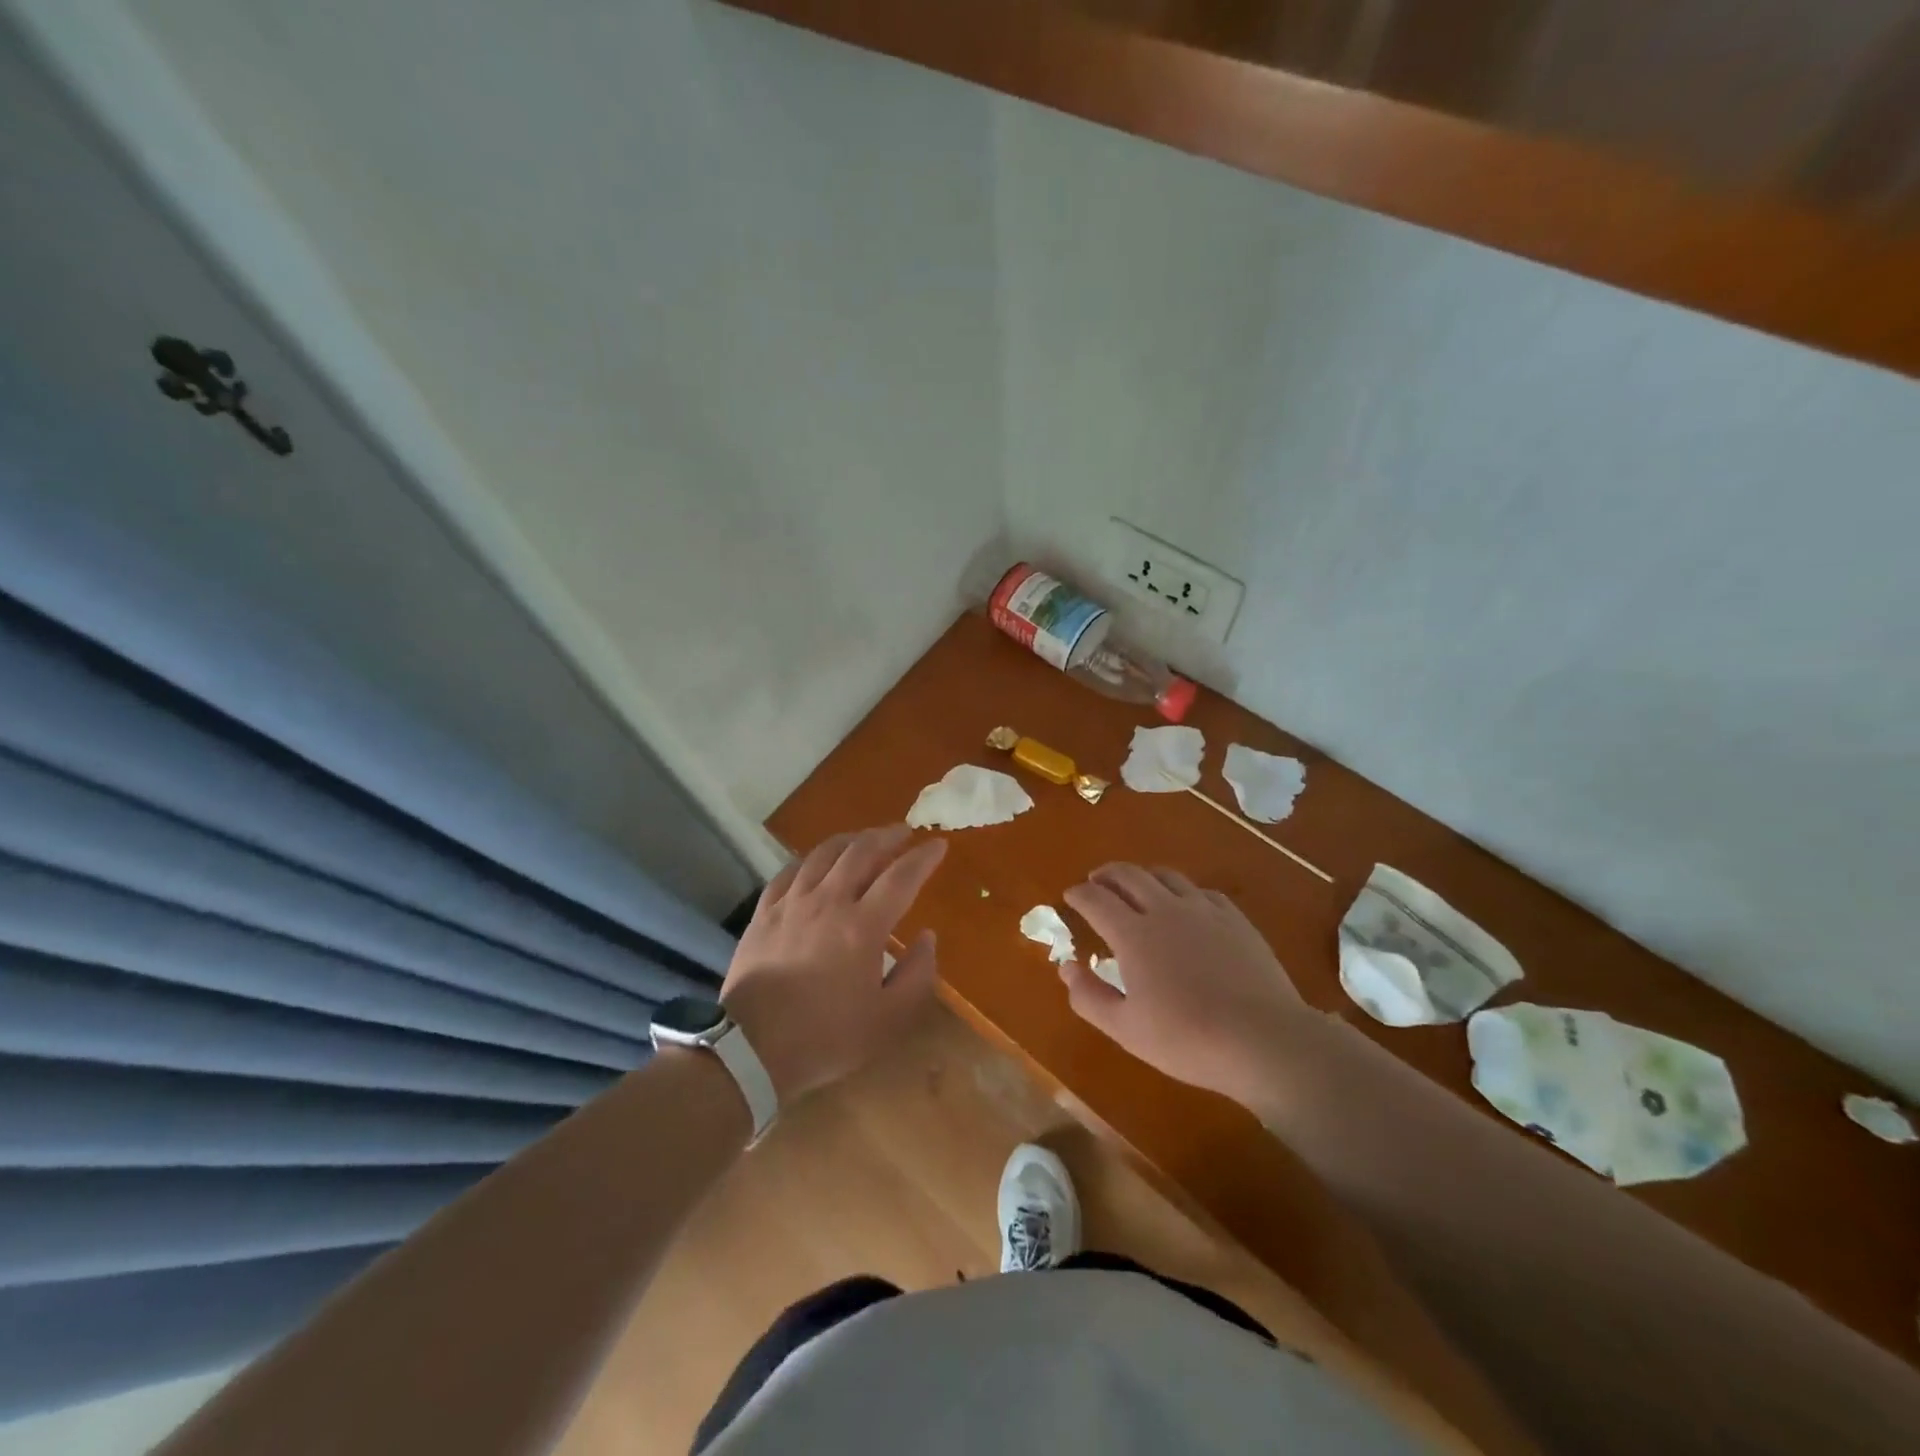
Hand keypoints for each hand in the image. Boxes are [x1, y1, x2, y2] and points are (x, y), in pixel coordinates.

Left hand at [721, 825, 946, 1103]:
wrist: (750, 1048)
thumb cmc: (826, 1037)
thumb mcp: (888, 1020)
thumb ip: (917, 975)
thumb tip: (927, 937)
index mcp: (863, 926)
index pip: (901, 877)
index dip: (923, 857)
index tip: (938, 844)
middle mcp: (828, 902)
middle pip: (861, 851)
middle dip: (887, 835)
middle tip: (903, 832)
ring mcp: (792, 903)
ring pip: (824, 853)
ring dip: (850, 840)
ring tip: (864, 839)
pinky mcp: (764, 912)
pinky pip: (790, 871)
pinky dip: (811, 859)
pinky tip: (816, 862)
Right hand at [1061, 864, 1311, 1106]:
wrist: (1263, 1040)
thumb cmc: (1187, 1039)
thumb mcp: (1125, 1029)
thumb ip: (1089, 996)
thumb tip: (1066, 967)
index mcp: (1133, 934)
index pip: (1096, 899)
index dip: (1079, 894)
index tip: (1070, 895)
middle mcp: (1165, 910)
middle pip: (1129, 875)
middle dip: (1106, 874)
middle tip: (1096, 881)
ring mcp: (1204, 910)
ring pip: (1166, 876)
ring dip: (1143, 876)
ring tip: (1137, 887)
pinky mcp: (1235, 919)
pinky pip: (1201, 891)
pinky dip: (1182, 891)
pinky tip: (1185, 906)